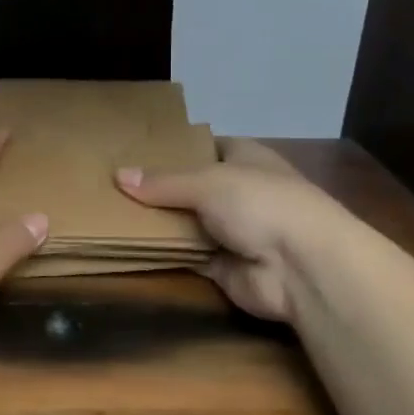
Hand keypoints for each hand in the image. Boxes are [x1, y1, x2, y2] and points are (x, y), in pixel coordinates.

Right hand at [115, 138, 352, 320]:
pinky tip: (128, 242)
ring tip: (110, 211)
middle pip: (190, 186)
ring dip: (158, 221)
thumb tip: (117, 175)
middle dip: (158, 187)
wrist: (302, 268)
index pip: (205, 146)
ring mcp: (232, 230)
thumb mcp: (206, 182)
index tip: (135, 149)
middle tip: (112, 182)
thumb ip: (162, 182)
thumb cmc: (261, 203)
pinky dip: (163, 251)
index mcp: (245, 159)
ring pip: (186, 221)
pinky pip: (185, 254)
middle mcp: (239, 192)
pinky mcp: (222, 265)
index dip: (174, 148)